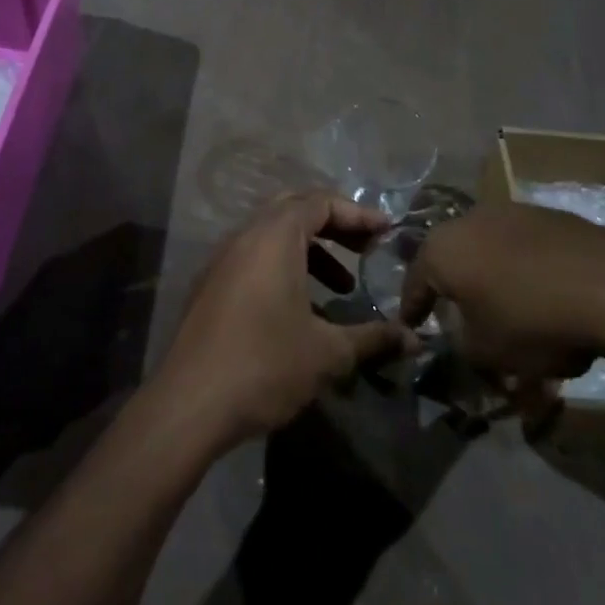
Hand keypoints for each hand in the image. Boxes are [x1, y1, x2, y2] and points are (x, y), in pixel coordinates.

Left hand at [154, 193, 418, 448]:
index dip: (357, 214)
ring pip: (273, 235)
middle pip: (295, 210)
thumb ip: (372, 338)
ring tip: (341, 288)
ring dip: (310, 251)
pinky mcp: (211, 283)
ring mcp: (223, 257)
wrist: (190, 402)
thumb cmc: (264, 364)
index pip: (321, 202)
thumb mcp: (327, 353)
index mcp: (274, 236)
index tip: (387, 231)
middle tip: (365, 250)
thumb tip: (414, 339)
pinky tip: (302, 309)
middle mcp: (246, 234)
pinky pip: (255, 257)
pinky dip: (284, 267)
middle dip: (334, 226)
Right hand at [399, 203, 604, 404]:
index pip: (414, 281)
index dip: (412, 308)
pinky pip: (523, 247)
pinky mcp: (547, 216)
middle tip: (458, 315)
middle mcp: (467, 220)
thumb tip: (461, 338)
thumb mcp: (487, 352)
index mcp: (441, 249)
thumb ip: (461, 346)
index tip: (410, 326)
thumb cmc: (531, 320)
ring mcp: (509, 212)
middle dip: (454, 288)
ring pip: (489, 250)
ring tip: (507, 309)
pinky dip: (523, 270)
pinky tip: (542, 295)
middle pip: (452, 259)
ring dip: (491, 278)